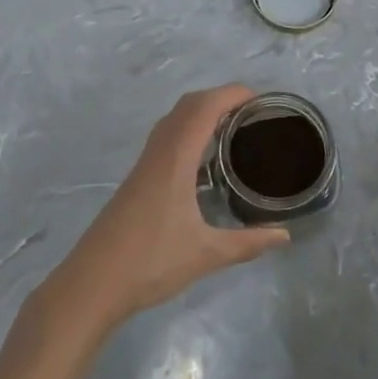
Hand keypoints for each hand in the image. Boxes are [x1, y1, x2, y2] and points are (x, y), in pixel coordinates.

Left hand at [45, 85, 290, 329]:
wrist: (92, 283)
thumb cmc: (150, 263)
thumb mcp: (206, 255)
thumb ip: (248, 243)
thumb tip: (284, 235)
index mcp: (175, 160)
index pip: (204, 108)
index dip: (231, 94)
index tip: (260, 99)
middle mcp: (158, 153)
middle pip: (188, 106)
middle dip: (219, 98)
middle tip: (251, 113)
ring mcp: (144, 165)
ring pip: (173, 120)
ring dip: (200, 113)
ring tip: (232, 129)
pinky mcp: (137, 180)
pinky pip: (165, 137)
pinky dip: (188, 130)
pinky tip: (202, 160)